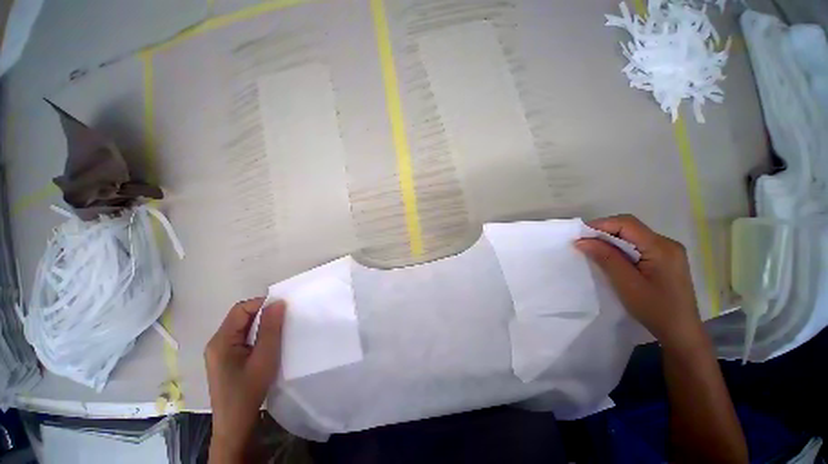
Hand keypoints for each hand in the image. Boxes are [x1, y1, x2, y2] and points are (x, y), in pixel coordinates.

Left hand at [205, 298, 284, 462]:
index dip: (261, 304)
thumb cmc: (249, 389)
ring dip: (260, 325)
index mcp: (221, 340)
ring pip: (242, 327)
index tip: (282, 309)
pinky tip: (267, 343)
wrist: (236, 423)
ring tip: (278, 330)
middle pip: (240, 317)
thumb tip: (278, 302)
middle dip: (262, 314)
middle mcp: (216, 342)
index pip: (241, 309)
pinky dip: (256, 335)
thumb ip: (271, 328)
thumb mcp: (264, 357)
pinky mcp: (225, 359)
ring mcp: (219, 352)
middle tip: (283, 320)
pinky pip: (241, 338)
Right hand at [575, 215, 701, 344]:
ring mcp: (668, 252)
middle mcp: (667, 243)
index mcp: (661, 247)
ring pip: (634, 236)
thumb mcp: (626, 283)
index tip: (580, 235)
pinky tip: (612, 258)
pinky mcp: (665, 260)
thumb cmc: (654, 308)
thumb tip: (582, 240)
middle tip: (584, 243)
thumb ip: (605, 258)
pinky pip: (639, 246)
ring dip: (611, 240)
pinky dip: (621, 248)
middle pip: (631, 227)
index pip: (627, 224)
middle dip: (605, 232)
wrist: (680, 332)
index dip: (601, 224)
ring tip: (594, 251)